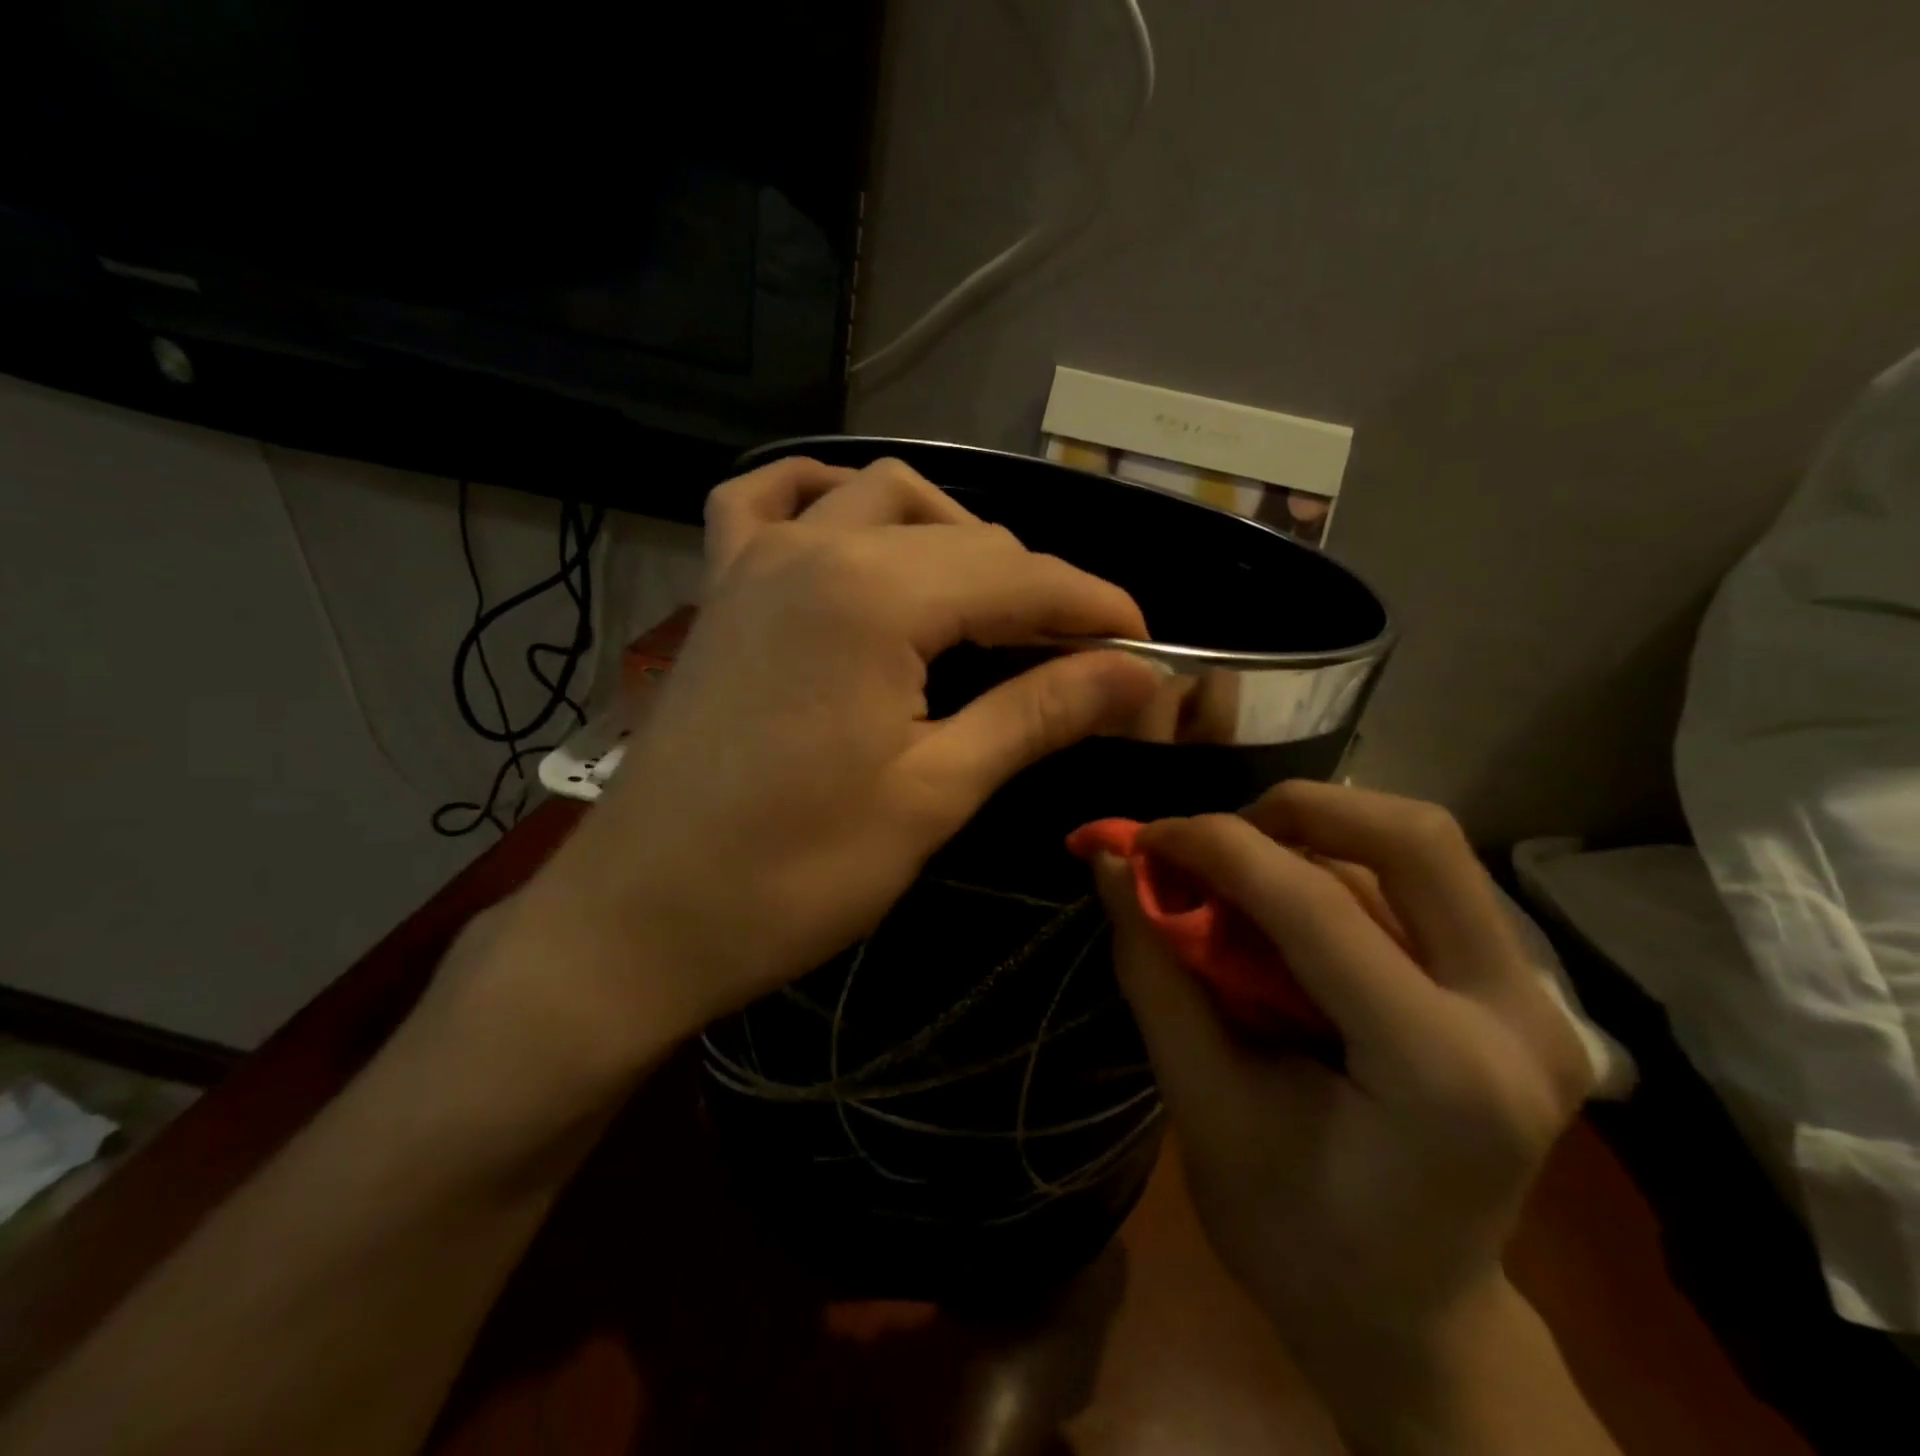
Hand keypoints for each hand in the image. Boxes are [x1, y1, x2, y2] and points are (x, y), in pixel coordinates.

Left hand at [492, 456, 1159, 1080]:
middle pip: (963, 536)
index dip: (1095, 607)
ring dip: (949, 532)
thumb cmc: (793, 873)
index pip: (1021, 576)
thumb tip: (1138, 674)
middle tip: (1076, 657)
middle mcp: (816, 548)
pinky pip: (767, 500)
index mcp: (875, 597)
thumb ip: (1037, 714)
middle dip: (1035, 586)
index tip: (1147, 649)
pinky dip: (825, 497)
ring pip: (879, 496)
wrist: (642, 918)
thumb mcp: (933, 794)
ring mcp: (756, 559)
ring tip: (984, 600)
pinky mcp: (721, 588)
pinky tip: (854, 528)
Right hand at [1092, 782, 1591, 1362]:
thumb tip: (1111, 864)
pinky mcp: (1526, 995)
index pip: (1318, 906)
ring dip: (1314, 839)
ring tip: (1239, 881)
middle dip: (1295, 810)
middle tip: (1214, 842)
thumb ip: (1156, 973)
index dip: (1216, 848)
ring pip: (1421, 851)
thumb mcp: (1202, 1107)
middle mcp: (1521, 1019)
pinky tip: (1289, 914)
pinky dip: (1341, 870)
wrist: (1413, 1321)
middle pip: (1415, 838)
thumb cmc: (1294, 1236)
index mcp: (1442, 1073)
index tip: (1142, 837)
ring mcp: (1541, 1003)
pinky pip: (1425, 886)